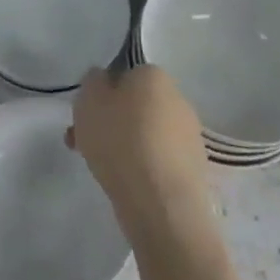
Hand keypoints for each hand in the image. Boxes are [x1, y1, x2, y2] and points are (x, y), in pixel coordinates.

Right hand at [67, 64, 213, 243]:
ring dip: (125, 146)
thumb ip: (92, 81)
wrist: (161, 204)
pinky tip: (126, 184)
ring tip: (100, 169)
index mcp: (154, 75)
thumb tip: (103, 81)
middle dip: (111, 122)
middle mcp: (177, 98)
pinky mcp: (194, 170)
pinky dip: (142, 167)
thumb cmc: (120, 140)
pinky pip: (158, 160)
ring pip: (145, 134)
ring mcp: (190, 136)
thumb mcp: (89, 98)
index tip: (85, 116)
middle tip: (86, 142)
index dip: (101, 95)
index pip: (123, 76)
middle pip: (135, 106)